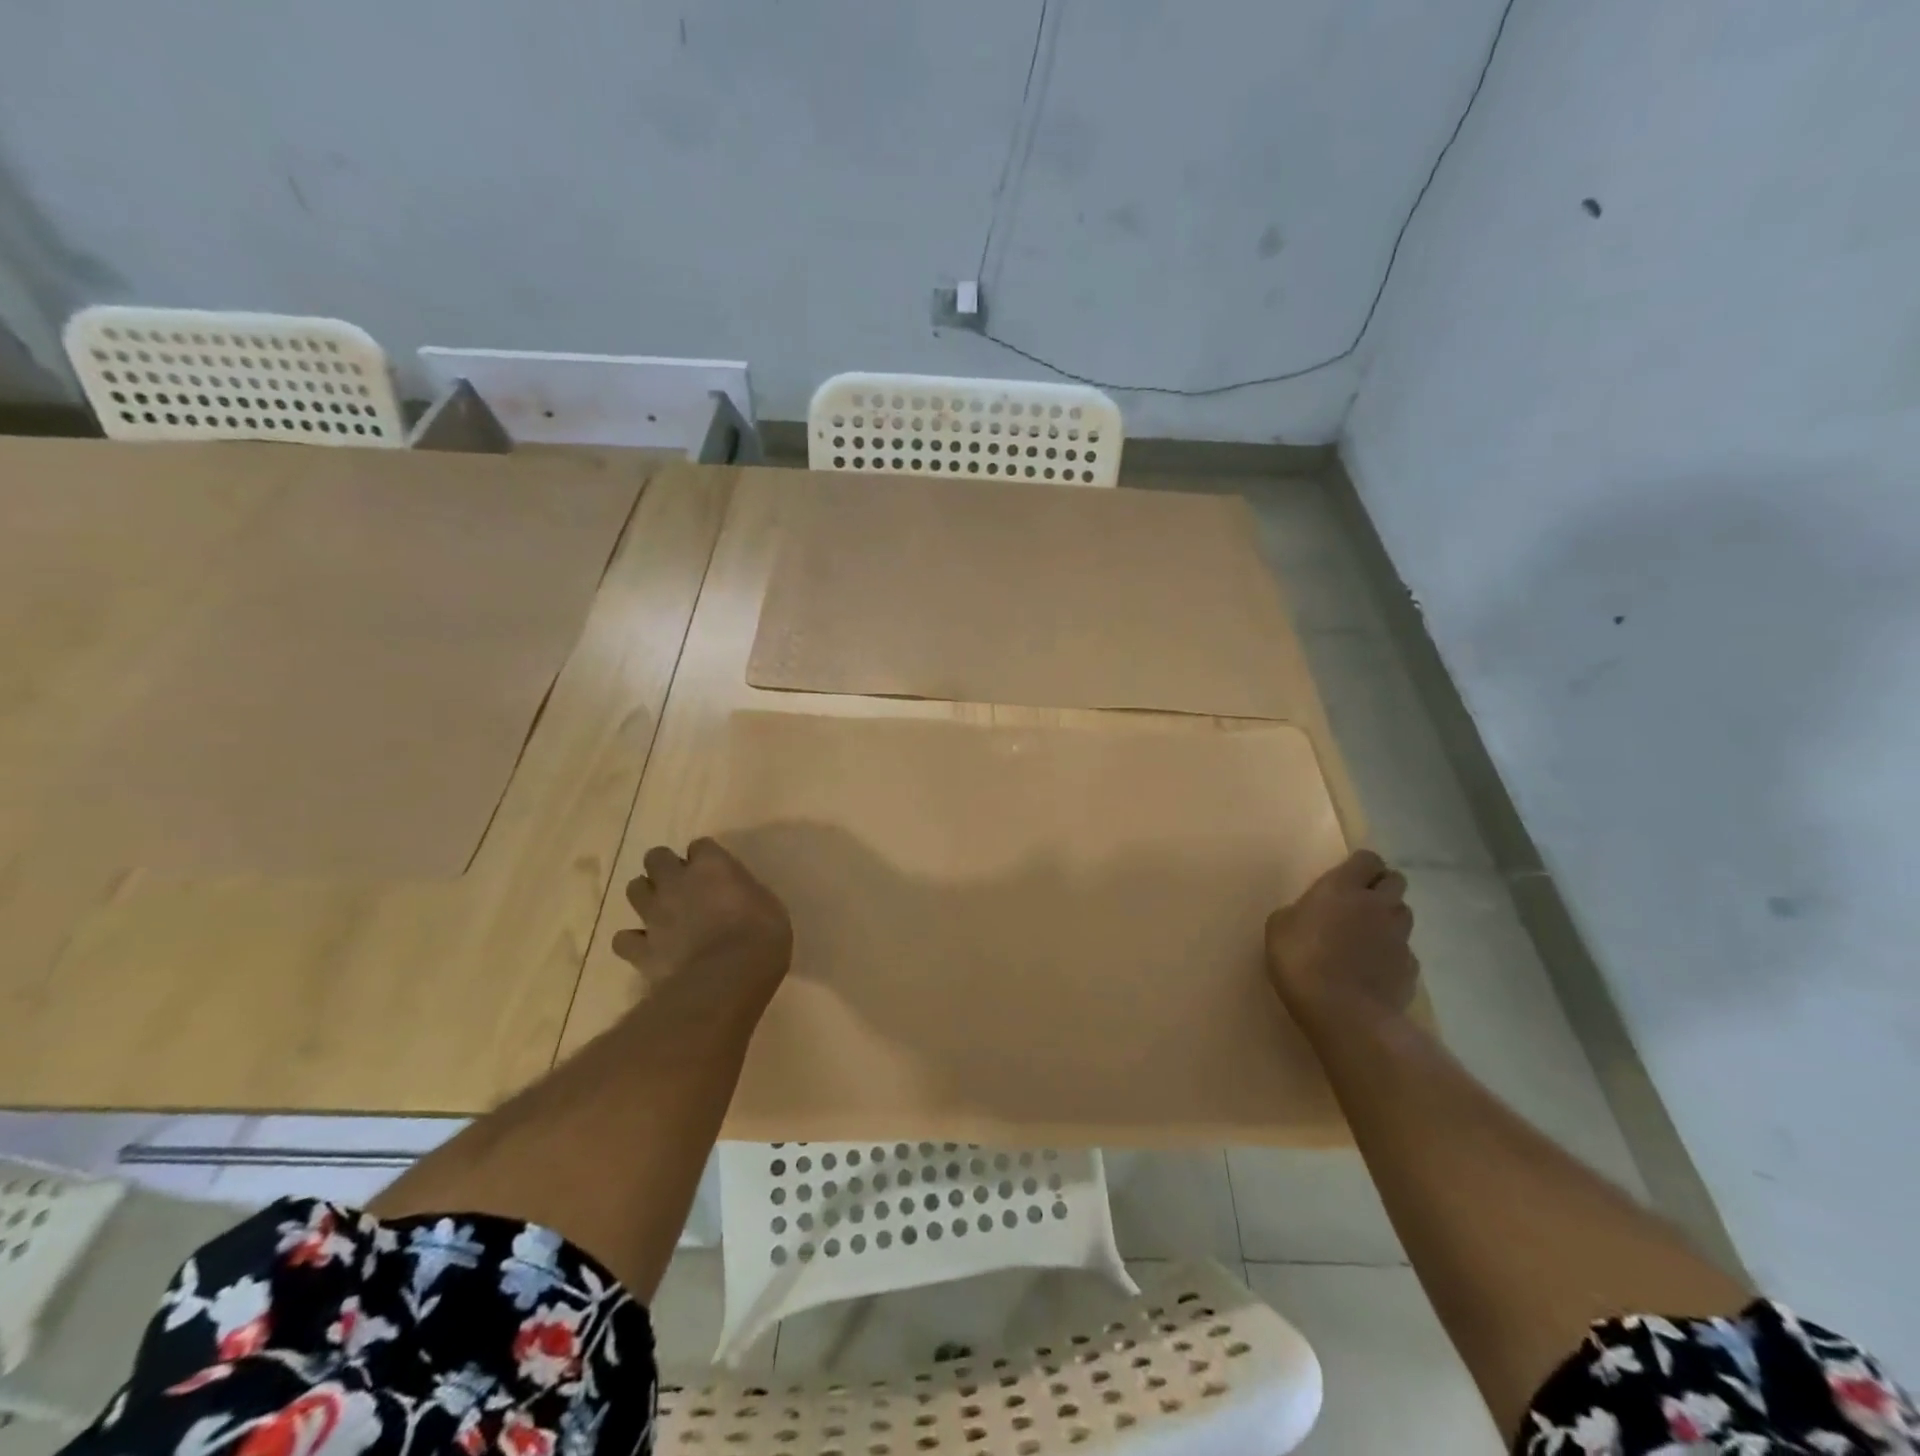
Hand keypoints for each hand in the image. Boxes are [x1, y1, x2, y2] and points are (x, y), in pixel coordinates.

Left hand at [610, 839, 792, 1004]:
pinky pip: (624, 939)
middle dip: (665, 868)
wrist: (727, 978)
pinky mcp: (641, 948)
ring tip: (662, 912)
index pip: (701, 846)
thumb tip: (737, 899)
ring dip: (647, 897)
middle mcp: (676, 882)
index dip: (706, 858)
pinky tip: (647, 948)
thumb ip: (744, 894)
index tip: (716, 873)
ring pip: (634, 889)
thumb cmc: (761, 936)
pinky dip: (633, 942)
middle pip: (656, 857)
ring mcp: (654, 914)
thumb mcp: (768, 905)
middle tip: (682, 886)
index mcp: (712, 866)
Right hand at [1265, 849, 1417, 1030]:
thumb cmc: (1301, 960)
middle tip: (1360, 902)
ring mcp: (1399, 936)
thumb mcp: (1279, 928)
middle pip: (1395, 881)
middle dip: (1382, 887)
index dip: (1361, 866)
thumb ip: (1299, 912)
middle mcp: (1378, 904)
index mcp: (1343, 887)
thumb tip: (1308, 914)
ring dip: (1389, 918)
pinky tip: (1374, 969)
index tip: (1347, 877)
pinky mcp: (1411, 967)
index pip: (1367, 859)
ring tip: (1368, 936)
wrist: (1344, 1012)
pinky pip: (1405, 950)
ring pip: (1403, 914)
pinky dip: (1393, 954)